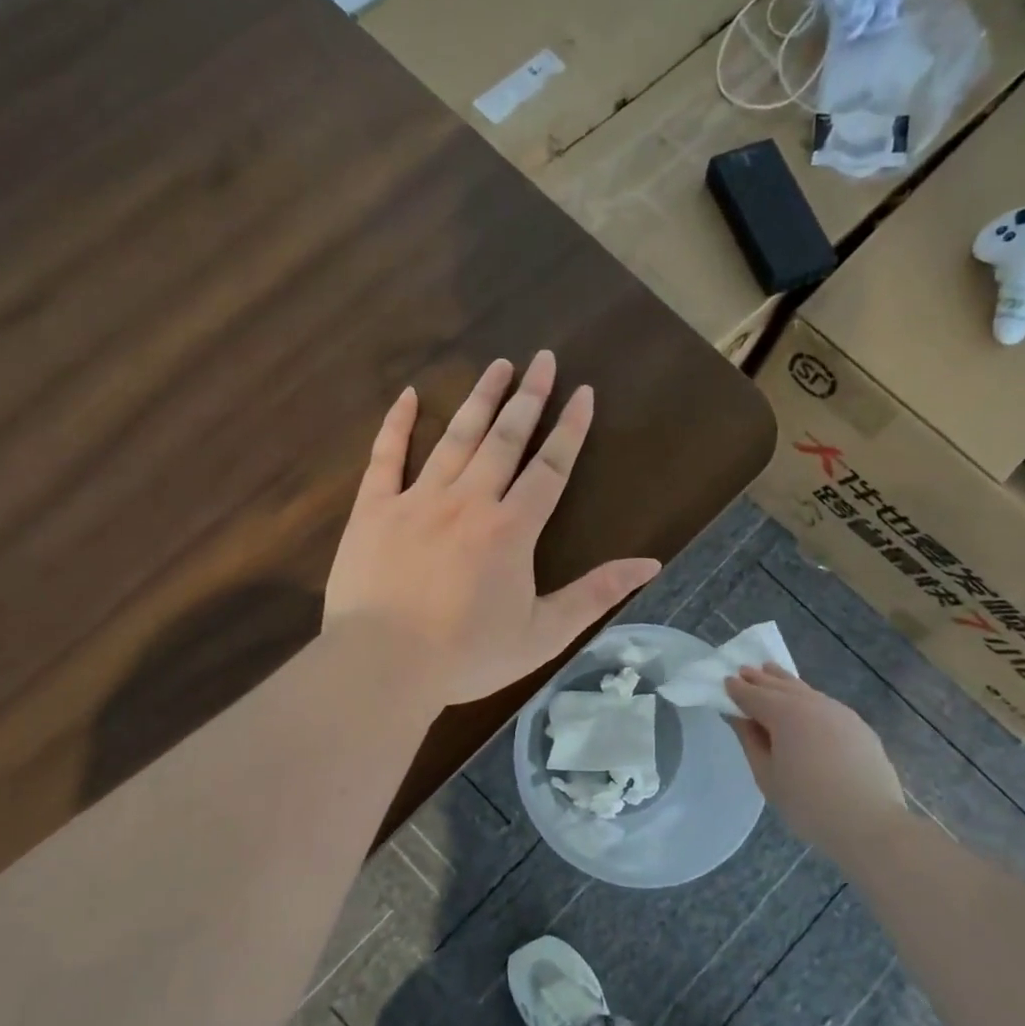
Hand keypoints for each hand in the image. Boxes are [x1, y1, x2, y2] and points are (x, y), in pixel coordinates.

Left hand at [324, 352, 661, 706]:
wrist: (383, 665)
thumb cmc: (467, 655)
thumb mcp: (543, 634)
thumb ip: (595, 594)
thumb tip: (650, 564)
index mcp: (511, 529)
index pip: (550, 468)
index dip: (570, 429)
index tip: (583, 393)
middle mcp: (469, 501)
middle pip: (505, 439)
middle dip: (529, 398)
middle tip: (543, 359)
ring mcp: (418, 500)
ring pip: (455, 437)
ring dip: (479, 398)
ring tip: (498, 365)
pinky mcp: (374, 509)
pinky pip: (386, 456)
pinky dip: (398, 424)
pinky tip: (409, 395)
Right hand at [724, 664, 904, 851]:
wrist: (871, 823)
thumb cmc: (809, 804)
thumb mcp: (767, 776)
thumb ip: (750, 740)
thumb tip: (738, 717)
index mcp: (785, 714)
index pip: (753, 694)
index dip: (737, 689)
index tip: (724, 681)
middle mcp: (812, 703)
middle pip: (779, 685)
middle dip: (759, 678)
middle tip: (744, 671)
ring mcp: (839, 711)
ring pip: (805, 690)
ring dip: (784, 681)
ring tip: (770, 672)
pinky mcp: (858, 725)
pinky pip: (824, 703)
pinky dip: (807, 697)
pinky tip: (804, 703)